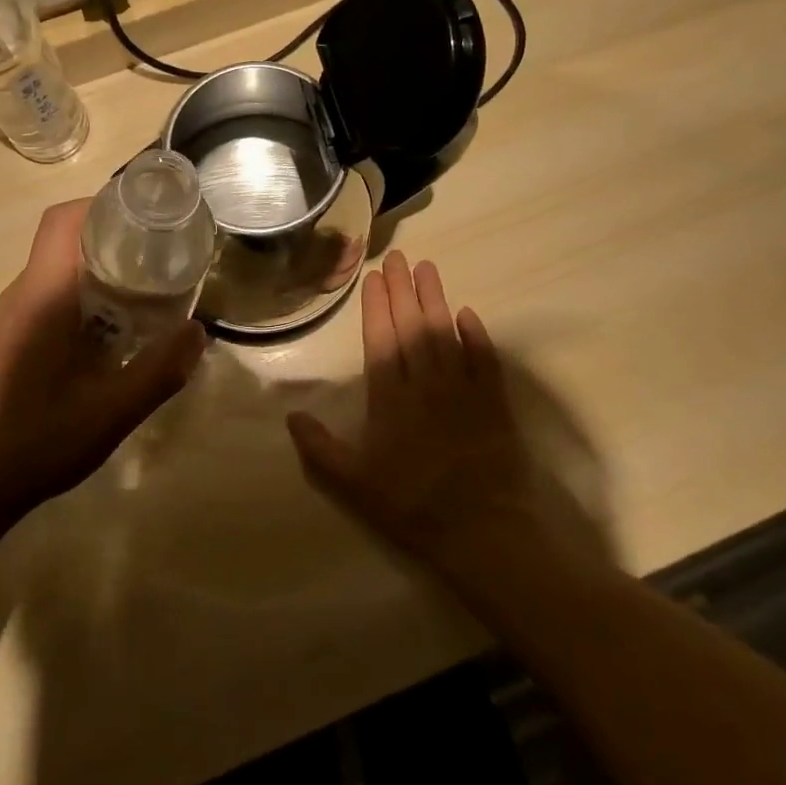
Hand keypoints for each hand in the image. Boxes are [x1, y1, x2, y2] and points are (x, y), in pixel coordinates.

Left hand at [0, 199, 206, 530]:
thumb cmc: (41, 439)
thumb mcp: (113, 410)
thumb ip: (161, 369)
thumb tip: (199, 331)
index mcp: (44, 294)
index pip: (64, 219)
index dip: (104, 203)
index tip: (148, 215)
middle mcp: (25, 291)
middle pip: (67, 234)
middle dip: (114, 231)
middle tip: (161, 249)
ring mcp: (16, 312)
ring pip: (62, 261)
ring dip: (102, 260)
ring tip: (149, 280)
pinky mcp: (16, 331)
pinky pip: (55, 287)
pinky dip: (89, 285)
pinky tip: (119, 320)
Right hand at [286, 251, 535, 561]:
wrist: (482, 528)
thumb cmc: (411, 504)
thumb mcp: (353, 483)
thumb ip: (320, 447)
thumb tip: (291, 415)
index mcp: (390, 396)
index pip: (381, 339)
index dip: (376, 305)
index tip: (374, 276)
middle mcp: (425, 382)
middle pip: (412, 325)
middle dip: (403, 288)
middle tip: (398, 256)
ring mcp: (463, 388)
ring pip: (445, 332)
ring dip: (435, 299)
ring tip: (427, 268)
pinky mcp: (494, 401)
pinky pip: (484, 358)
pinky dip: (476, 334)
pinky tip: (468, 313)